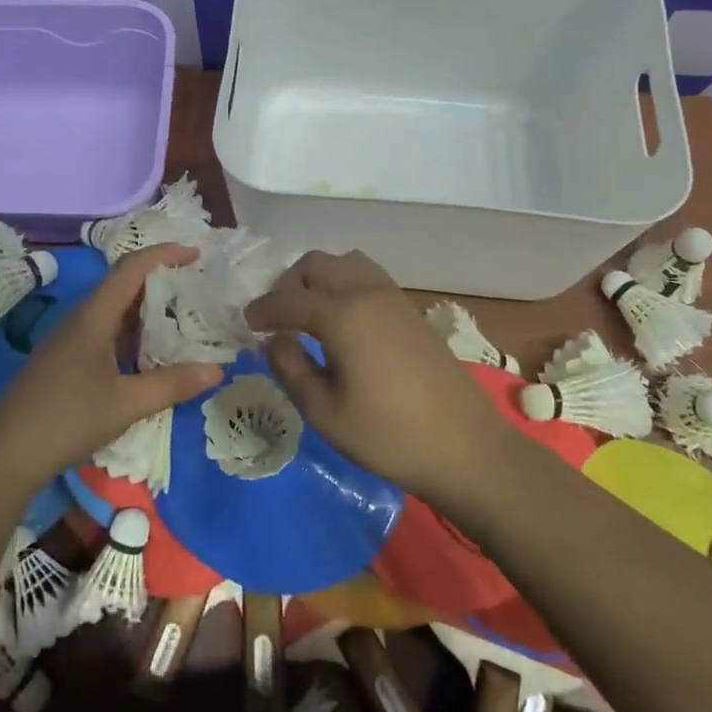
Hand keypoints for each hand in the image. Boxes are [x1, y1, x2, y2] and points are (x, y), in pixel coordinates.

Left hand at [0, 244, 223, 485]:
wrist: (5, 454)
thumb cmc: (66, 419)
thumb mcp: (126, 403)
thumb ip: (172, 384)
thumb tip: (218, 369)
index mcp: (94, 316)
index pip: (131, 268)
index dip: (164, 254)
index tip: (196, 254)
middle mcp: (81, 319)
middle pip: (124, 285)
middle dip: (161, 281)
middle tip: (199, 288)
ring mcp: (71, 340)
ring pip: (115, 311)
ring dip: (148, 310)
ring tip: (185, 318)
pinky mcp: (66, 360)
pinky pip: (106, 332)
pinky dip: (134, 334)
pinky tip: (152, 354)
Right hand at [246, 250, 509, 500]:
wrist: (465, 447)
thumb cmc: (387, 435)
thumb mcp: (324, 411)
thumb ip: (290, 368)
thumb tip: (275, 341)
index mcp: (341, 314)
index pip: (287, 299)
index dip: (262, 310)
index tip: (247, 325)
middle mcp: (366, 293)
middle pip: (316, 264)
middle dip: (289, 284)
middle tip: (278, 318)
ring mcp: (394, 298)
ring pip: (346, 263)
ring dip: (320, 279)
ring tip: (310, 315)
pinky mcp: (412, 311)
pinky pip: (368, 278)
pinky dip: (345, 286)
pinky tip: (344, 324)